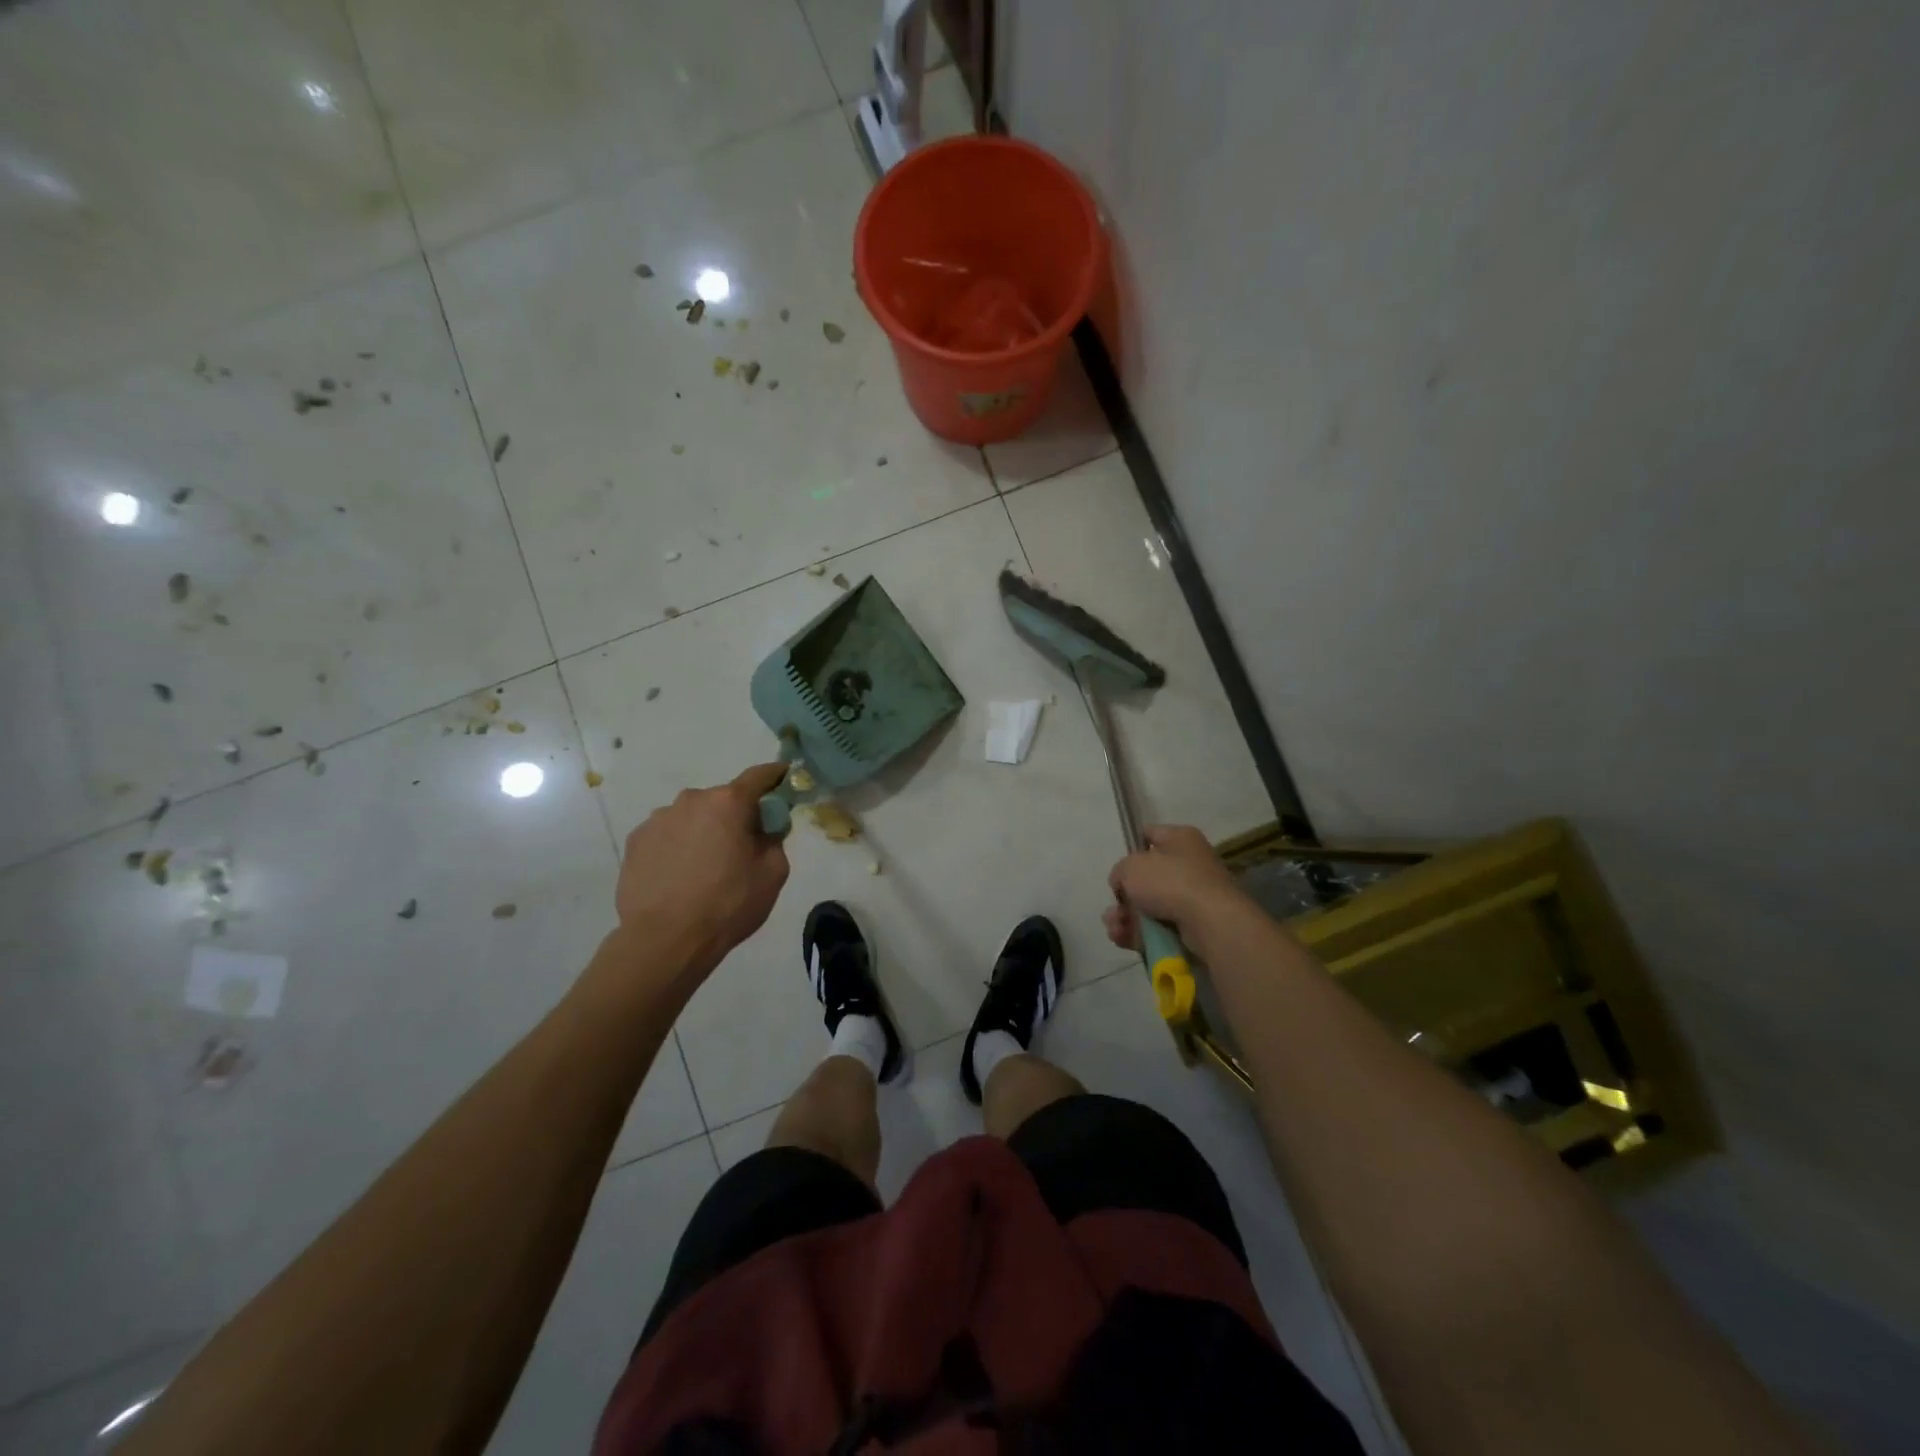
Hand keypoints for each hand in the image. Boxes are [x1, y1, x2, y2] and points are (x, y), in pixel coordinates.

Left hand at [612, 763, 790, 984]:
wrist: (666, 940)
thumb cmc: (728, 904)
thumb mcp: (773, 874)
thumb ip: (774, 840)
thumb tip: (764, 830)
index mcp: (728, 802)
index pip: (758, 776)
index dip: (775, 776)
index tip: (784, 778)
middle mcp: (690, 800)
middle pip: (721, 800)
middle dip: (734, 816)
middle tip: (740, 847)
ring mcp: (657, 819)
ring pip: (691, 817)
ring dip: (702, 832)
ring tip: (703, 869)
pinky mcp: (635, 841)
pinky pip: (666, 836)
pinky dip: (676, 847)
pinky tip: (678, 877)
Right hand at [1104, 824, 1242, 952]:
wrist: (1210, 923)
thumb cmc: (1170, 882)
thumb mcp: (1132, 866)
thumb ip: (1120, 871)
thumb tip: (1124, 885)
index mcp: (1181, 839)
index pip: (1150, 834)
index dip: (1131, 847)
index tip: (1118, 866)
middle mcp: (1190, 864)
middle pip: (1147, 877)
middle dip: (1125, 895)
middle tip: (1114, 906)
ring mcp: (1193, 897)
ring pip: (1149, 906)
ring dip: (1127, 917)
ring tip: (1115, 927)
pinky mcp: (1193, 925)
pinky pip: (1158, 927)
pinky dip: (1139, 933)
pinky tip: (1122, 938)